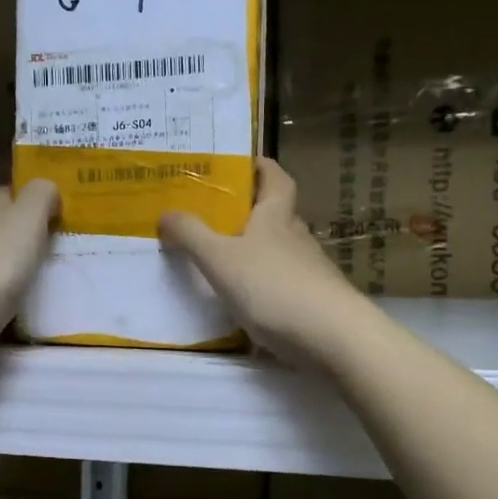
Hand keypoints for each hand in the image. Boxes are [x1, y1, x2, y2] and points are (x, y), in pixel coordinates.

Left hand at [0, 180, 59, 341]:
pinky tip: (42, 302)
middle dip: (31, 232)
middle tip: (69, 241)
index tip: (59, 205)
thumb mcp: (27, 215)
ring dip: (27, 264)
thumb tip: (48, 189)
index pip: (8, 194)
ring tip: (64, 273)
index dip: (30, 196)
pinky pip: (5, 294)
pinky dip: (21, 295)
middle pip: (6, 228)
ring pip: (6, 261)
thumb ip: (41, 195)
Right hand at [158, 159, 367, 366]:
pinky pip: (286, 283)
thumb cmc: (272, 286)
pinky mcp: (315, 300)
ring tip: (228, 261)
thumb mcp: (220, 259)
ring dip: (259, 250)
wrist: (331, 335)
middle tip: (220, 215)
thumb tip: (166, 212)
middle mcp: (297, 237)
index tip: (243, 163)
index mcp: (276, 217)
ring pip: (282, 250)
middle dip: (253, 211)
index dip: (261, 167)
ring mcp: (310, 270)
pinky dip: (267, 285)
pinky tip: (251, 301)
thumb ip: (191, 235)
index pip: (275, 178)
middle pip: (278, 214)